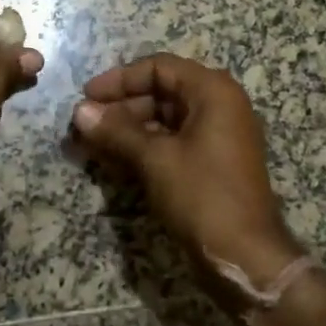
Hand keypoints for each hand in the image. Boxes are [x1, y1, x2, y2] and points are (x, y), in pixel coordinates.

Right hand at [71, 54, 301, 310]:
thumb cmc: (203, 196)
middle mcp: (219, 106)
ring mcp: (218, 136)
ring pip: (164, 120)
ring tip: (91, 143)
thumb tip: (79, 111)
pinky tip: (113, 160)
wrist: (246, 257)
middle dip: (120, 107)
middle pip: (161, 92)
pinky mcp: (212, 163)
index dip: (120, 79)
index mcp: (213, 92)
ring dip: (127, 129)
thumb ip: (117, 131)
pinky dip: (144, 147)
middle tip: (84, 124)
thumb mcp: (155, 160)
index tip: (87, 95)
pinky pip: (172, 142)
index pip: (159, 68)